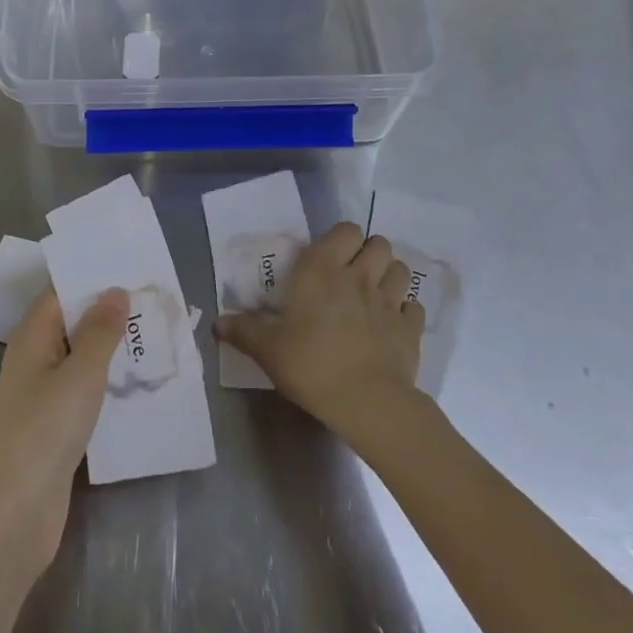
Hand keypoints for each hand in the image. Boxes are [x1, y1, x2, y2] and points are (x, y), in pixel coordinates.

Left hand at [0, 286, 128, 574]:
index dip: (91, 277)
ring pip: (80, 357)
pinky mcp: (54, 426)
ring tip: (154, 333)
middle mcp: (34, 359)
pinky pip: (83, 389)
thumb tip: (115, 290)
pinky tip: (137, 382)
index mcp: (32, 338)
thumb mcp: (80, 374)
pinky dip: (107, 381)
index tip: (129, 266)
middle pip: (71, 322)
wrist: (15, 515)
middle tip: (152, 298)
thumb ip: (100, 331)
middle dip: (107, 310)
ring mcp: (42, 395)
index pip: (60, 292)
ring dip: (111, 347)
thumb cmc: (45, 432)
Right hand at [215, 222, 425, 444]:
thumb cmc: (311, 365)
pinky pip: (414, 308)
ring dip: (390, 276)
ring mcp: (390, 301)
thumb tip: (217, 323)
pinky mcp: (411, 329)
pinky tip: (393, 325)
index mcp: (323, 270)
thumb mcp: (268, 350)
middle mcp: (359, 276)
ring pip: (400, 269)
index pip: (345, 230)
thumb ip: (244, 331)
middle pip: (379, 243)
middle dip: (369, 253)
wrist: (366, 402)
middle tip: (353, 274)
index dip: (342, 239)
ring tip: (375, 294)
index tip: (330, 258)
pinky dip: (406, 312)